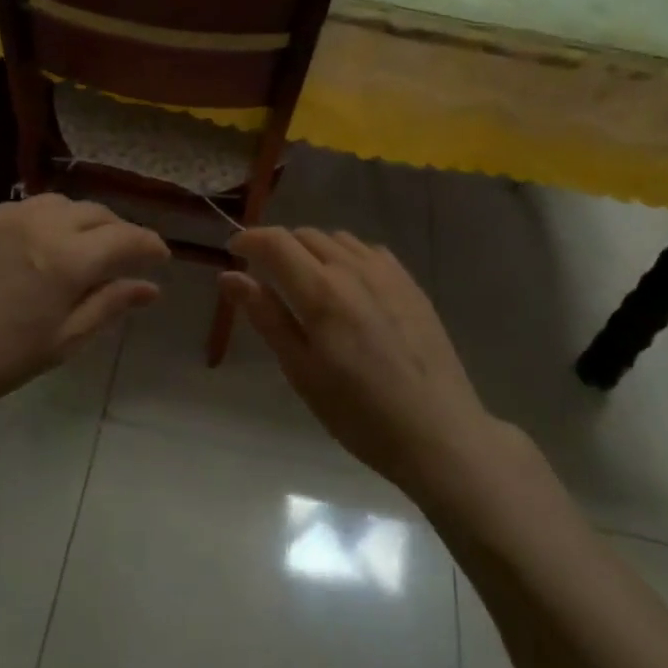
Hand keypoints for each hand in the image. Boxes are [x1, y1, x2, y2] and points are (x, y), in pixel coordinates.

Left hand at [0, 195, 168, 422]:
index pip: (125, 238)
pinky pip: (27, 206)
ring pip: (62, 202)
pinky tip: (41, 244)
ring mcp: (7, 215)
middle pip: (96, 213)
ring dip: (83, 219)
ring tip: (83, 246)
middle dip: (119, 230)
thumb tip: (151, 288)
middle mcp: (42, 224)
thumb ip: (109, 305)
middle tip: (125, 255)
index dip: (149, 244)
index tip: (161, 256)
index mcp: (67, 259)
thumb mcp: (63, 341)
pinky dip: (48, 218)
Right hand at [222, 227, 490, 492]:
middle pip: (304, 235)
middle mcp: (352, 269)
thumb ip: (266, 316)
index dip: (248, 239)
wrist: (439, 433)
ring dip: (312, 249)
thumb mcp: (301, 371)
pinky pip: (368, 251)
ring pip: (337, 239)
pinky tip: (349, 286)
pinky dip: (346, 256)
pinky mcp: (409, 284)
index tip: (232, 251)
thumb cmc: (359, 413)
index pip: (275, 242)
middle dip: (278, 246)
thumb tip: (229, 276)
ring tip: (306, 281)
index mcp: (321, 291)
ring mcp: (386, 273)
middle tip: (266, 276)